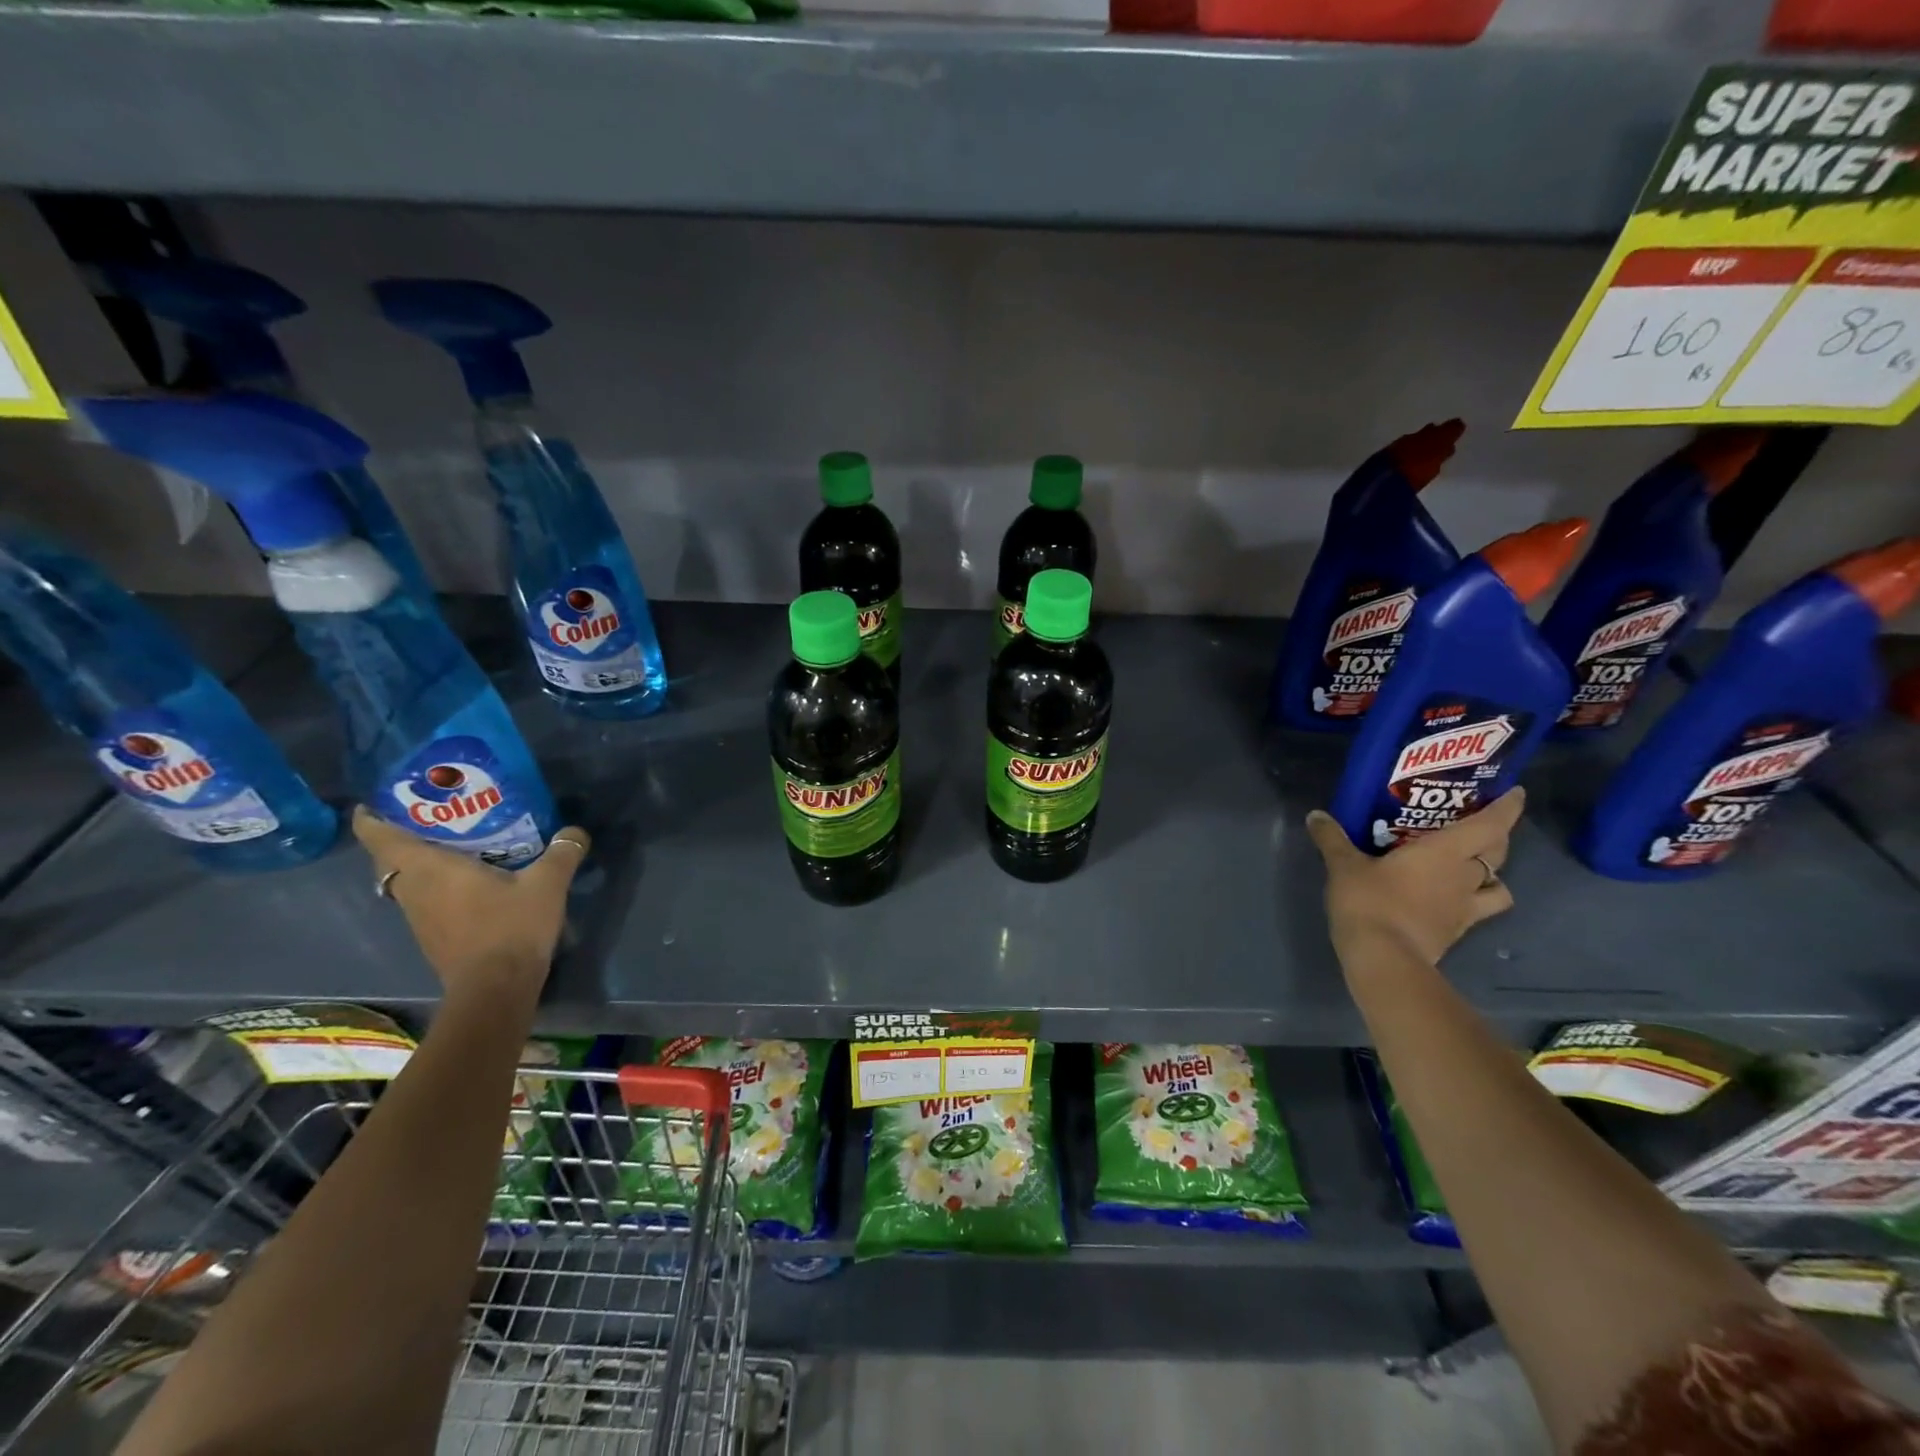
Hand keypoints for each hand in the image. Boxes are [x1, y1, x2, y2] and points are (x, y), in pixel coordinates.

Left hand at [353, 808, 589, 1000]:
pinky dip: (435, 886)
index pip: (380, 838)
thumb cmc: (511, 927)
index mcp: (429, 869)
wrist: (495, 988)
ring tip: (453, 846)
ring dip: (419, 863)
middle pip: (390, 859)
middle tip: (431, 818)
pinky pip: (424, 900)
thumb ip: (562, 852)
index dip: (370, 818)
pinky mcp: (433, 936)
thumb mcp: (547, 884)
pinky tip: (468, 882)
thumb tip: (575, 832)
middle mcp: (414, 890)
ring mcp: (419, 917)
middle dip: (400, 837)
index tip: (372, 803)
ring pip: (406, 881)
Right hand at [1305, 789, 1522, 965]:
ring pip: (1499, 887)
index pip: (1490, 824)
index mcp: (1444, 852)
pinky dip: (1472, 902)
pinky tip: (1450, 899)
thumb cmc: (1370, 902)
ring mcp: (1465, 908)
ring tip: (1472, 869)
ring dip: (1493, 875)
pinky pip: (1477, 911)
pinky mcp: (1456, 932)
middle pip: (1498, 852)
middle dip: (1497, 836)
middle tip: (1481, 825)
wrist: (1384, 959)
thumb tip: (1316, 816)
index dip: (1507, 807)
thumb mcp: (1344, 866)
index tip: (1515, 793)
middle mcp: (1464, 876)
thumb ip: (1333, 839)